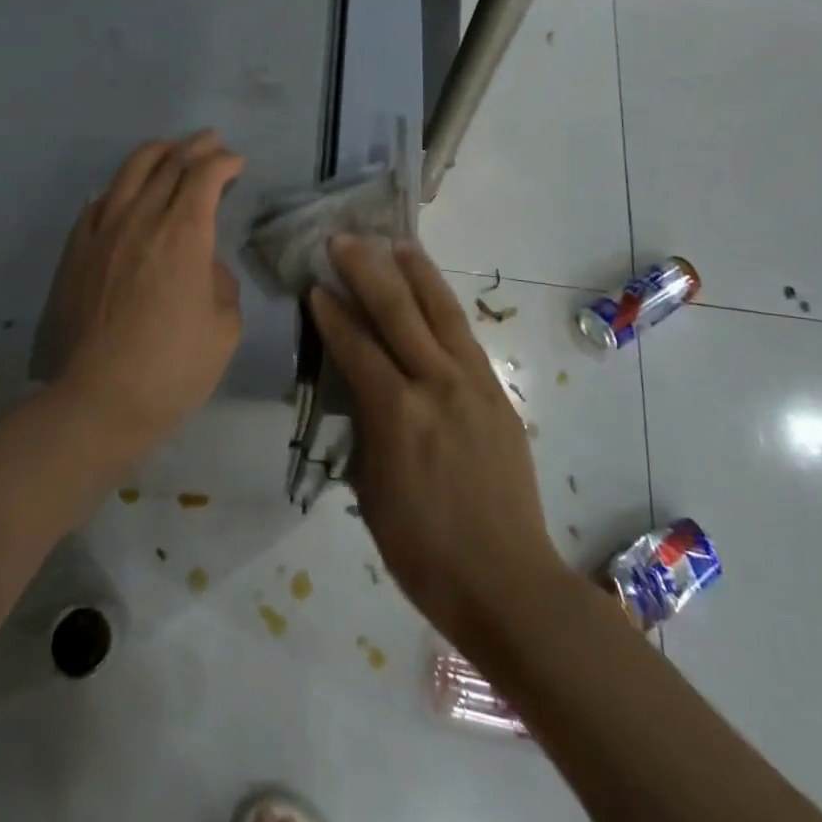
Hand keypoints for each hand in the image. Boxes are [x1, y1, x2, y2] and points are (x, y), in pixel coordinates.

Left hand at [36, 131, 244, 461]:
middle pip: (169, 164)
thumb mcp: (225, 328)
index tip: (237, 164)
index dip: (225, 162)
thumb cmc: (173, 368)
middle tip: (212, 142)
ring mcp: (103, 232)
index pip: (205, 176)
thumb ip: (220, 283)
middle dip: (195, 147)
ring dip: (156, 153)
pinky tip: (126, 191)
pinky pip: (98, 202)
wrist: (98, 400)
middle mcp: (142, 219)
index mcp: (184, 234)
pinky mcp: (77, 251)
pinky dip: (120, 187)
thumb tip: (204, 265)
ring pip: (129, 172)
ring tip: (171, 149)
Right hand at [310, 236, 570, 648]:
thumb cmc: (424, 552)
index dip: (332, 313)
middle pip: (397, 310)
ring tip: (397, 244)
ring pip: (440, 311)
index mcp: (397, 414)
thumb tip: (359, 395)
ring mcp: (473, 384)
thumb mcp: (372, 495)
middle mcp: (436, 384)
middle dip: (366, 270)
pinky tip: (434, 295)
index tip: (314, 286)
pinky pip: (464, 337)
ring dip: (416, 272)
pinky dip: (445, 307)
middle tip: (344, 240)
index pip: (356, 346)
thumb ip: (365, 433)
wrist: (507, 581)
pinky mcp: (497, 392)